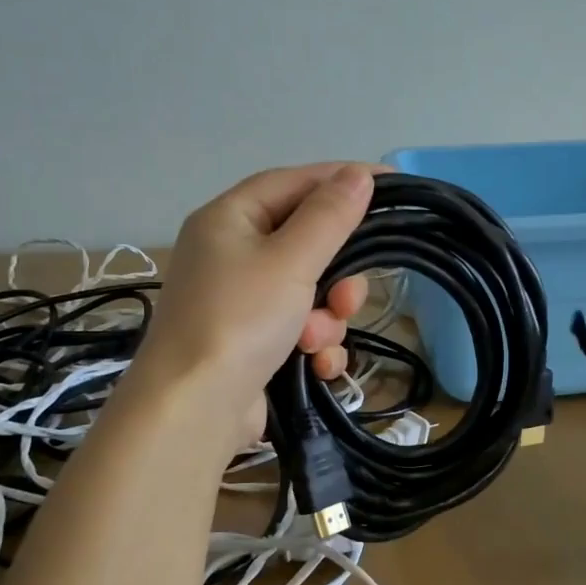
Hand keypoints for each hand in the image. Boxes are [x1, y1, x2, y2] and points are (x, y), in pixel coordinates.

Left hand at [129, 163, 376, 446]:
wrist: (194, 409)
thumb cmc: (240, 320)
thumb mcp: (290, 261)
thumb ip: (329, 216)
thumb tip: (359, 175)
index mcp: (228, 220)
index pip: (294, 183)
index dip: (342, 180)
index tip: (391, 186)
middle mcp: (229, 254)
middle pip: (305, 243)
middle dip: (335, 274)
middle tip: (347, 297)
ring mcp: (239, 302)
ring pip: (308, 292)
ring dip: (325, 318)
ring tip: (316, 341)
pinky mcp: (250, 343)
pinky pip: (298, 329)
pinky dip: (313, 345)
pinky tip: (315, 365)